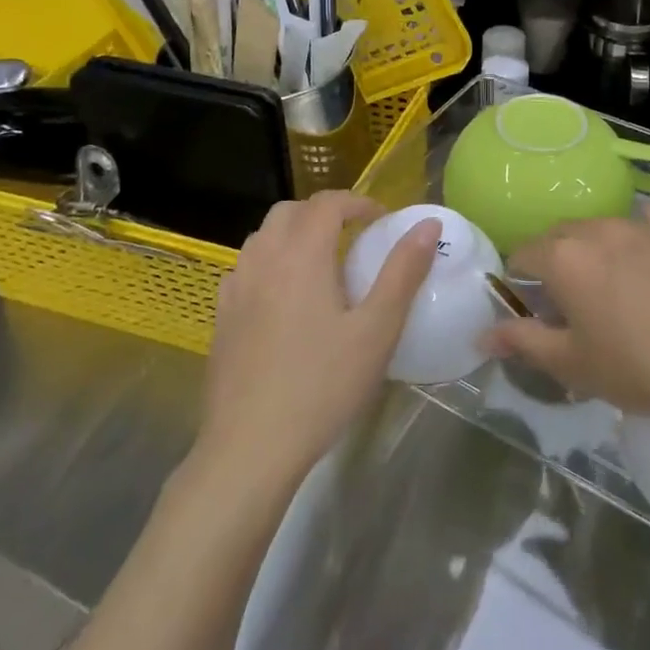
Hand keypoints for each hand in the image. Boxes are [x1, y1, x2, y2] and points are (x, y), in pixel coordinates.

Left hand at [202, 191, 440, 486]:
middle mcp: (262, 260)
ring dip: (294, 234)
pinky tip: (285, 298)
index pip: (327, 203)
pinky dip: (270, 262)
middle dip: (323, 212)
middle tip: (354, 236)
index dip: (357, 202)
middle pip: (289, 211)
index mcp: (301, 255)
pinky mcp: (221, 317)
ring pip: (263, 237)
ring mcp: (235, 289)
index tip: (382, 220)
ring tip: (323, 264)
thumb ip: (403, 271)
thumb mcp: (377, 330)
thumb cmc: (323, 385)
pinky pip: (246, 268)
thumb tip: (427, 224)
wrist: (250, 447)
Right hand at [485, 205, 649, 426]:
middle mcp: (599, 228)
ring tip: (615, 288)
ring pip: (603, 228)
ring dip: (596, 250)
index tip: (535, 312)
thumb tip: (483, 335)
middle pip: (561, 236)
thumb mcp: (573, 366)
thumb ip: (523, 343)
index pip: (523, 255)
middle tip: (572, 305)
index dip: (520, 282)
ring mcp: (644, 223)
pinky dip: (640, 235)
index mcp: (565, 257)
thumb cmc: (641, 368)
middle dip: (556, 263)